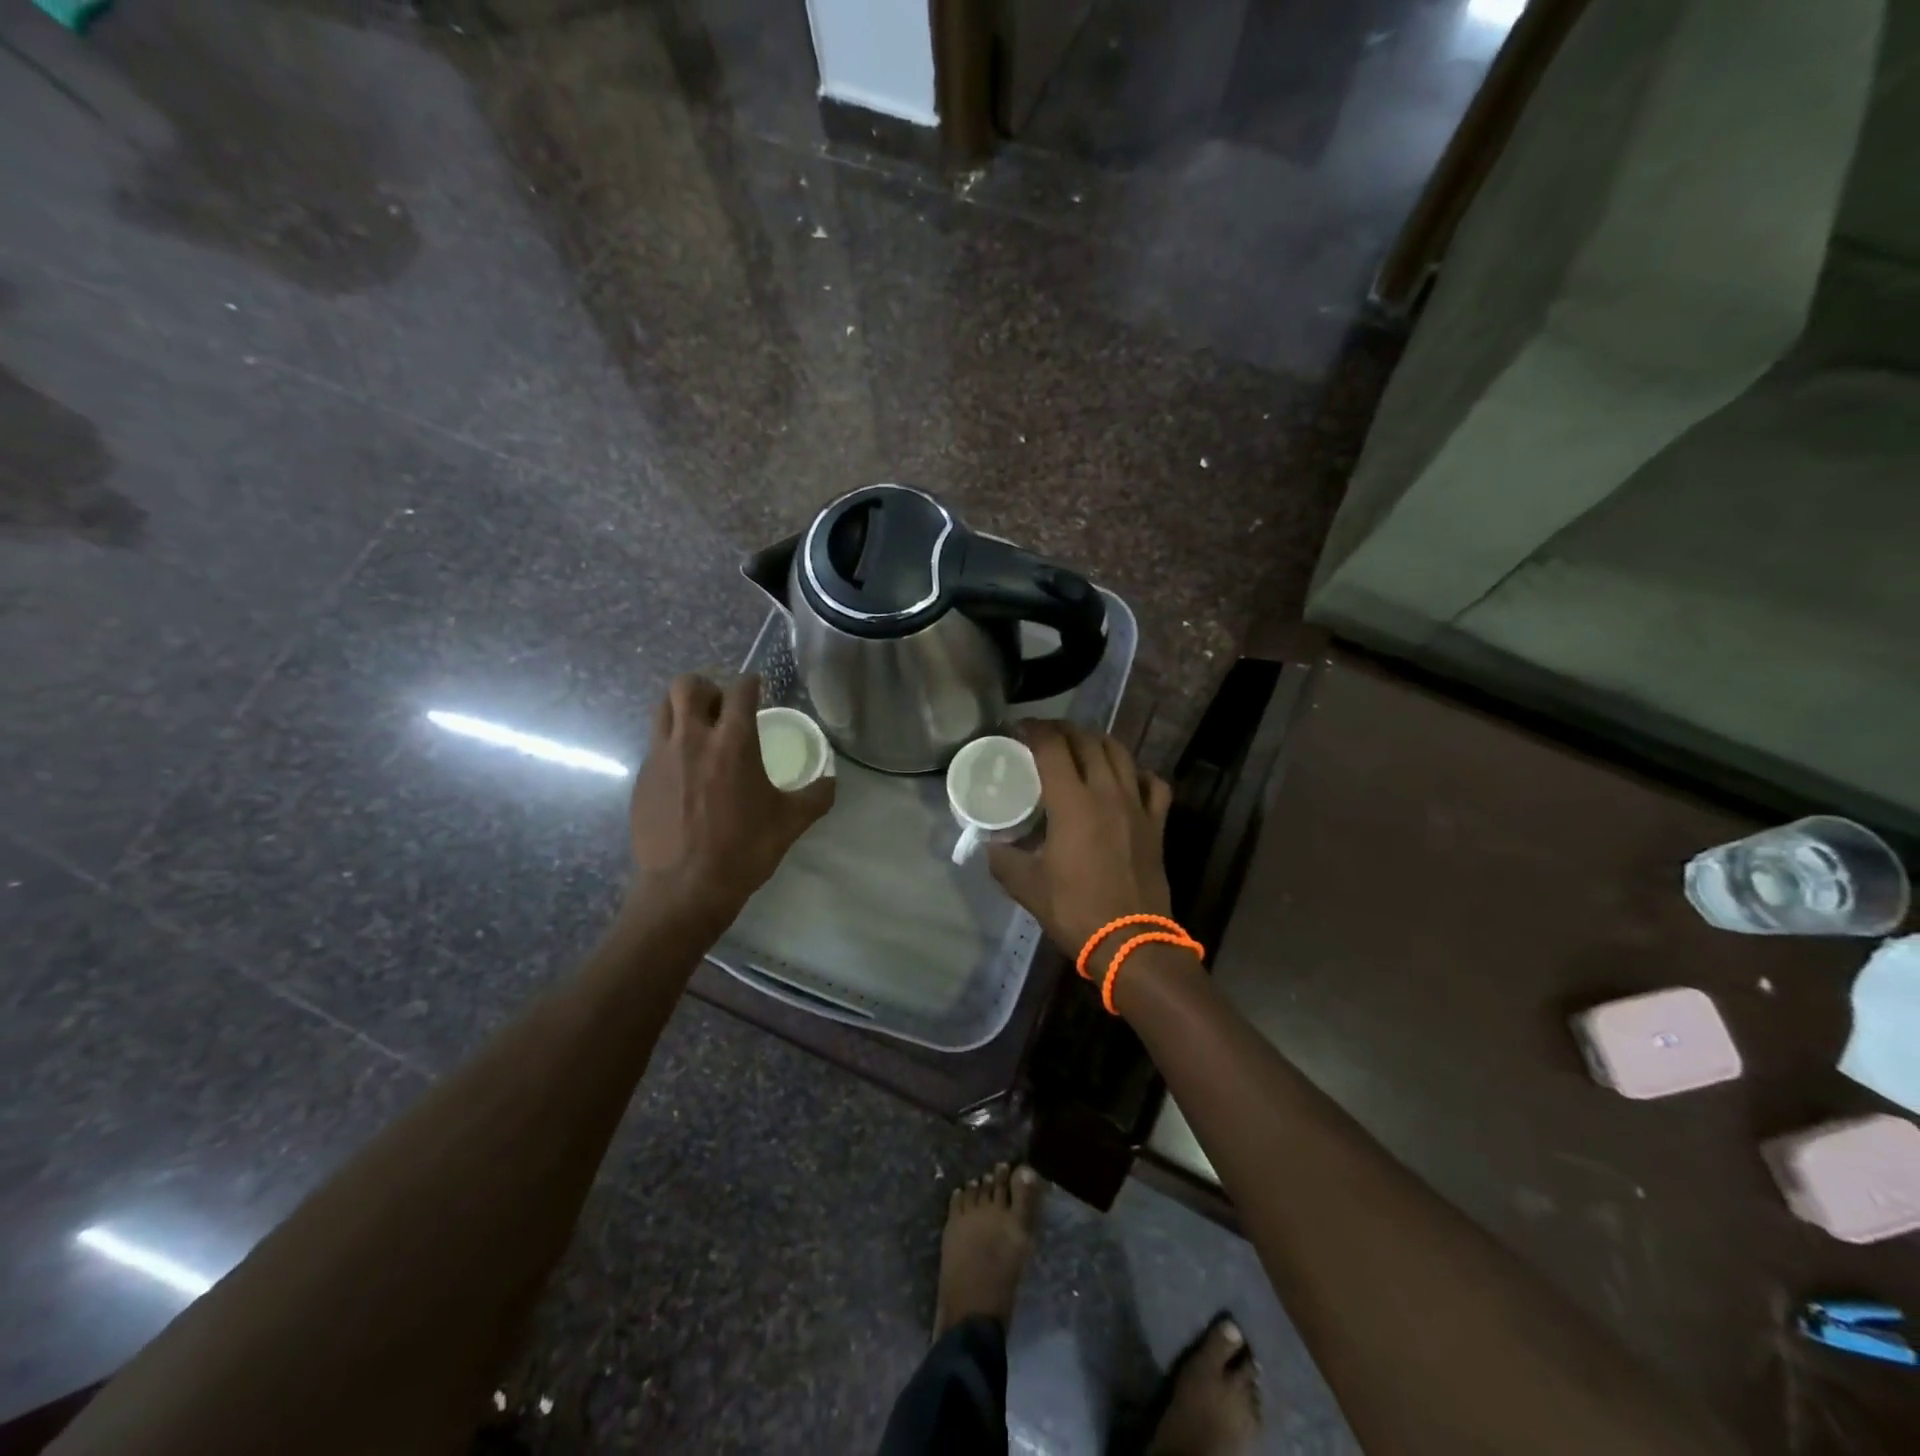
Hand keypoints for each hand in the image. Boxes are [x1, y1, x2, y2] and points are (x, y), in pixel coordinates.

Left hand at [627, 674, 833, 921]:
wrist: (685, 888)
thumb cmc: (744, 850)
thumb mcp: (791, 823)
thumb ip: (816, 796)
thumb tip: (831, 782)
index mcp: (733, 743)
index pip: (740, 691)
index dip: (751, 683)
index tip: (757, 687)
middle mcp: (692, 739)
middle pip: (687, 685)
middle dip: (706, 686)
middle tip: (721, 706)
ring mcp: (661, 757)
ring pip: (663, 709)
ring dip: (682, 709)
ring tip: (699, 730)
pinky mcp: (642, 778)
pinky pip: (655, 744)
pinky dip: (670, 743)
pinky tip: (685, 771)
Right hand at [987, 721, 1172, 962]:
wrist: (1131, 942)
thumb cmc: (1075, 910)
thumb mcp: (1026, 886)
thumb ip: (1003, 859)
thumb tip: (990, 845)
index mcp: (1072, 803)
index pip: (1052, 747)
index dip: (1034, 730)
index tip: (1019, 728)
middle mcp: (1107, 793)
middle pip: (1088, 742)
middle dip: (1064, 730)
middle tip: (1045, 735)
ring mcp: (1137, 806)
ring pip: (1121, 754)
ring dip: (1098, 742)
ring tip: (1082, 746)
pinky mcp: (1157, 824)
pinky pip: (1153, 784)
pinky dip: (1137, 772)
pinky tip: (1126, 779)